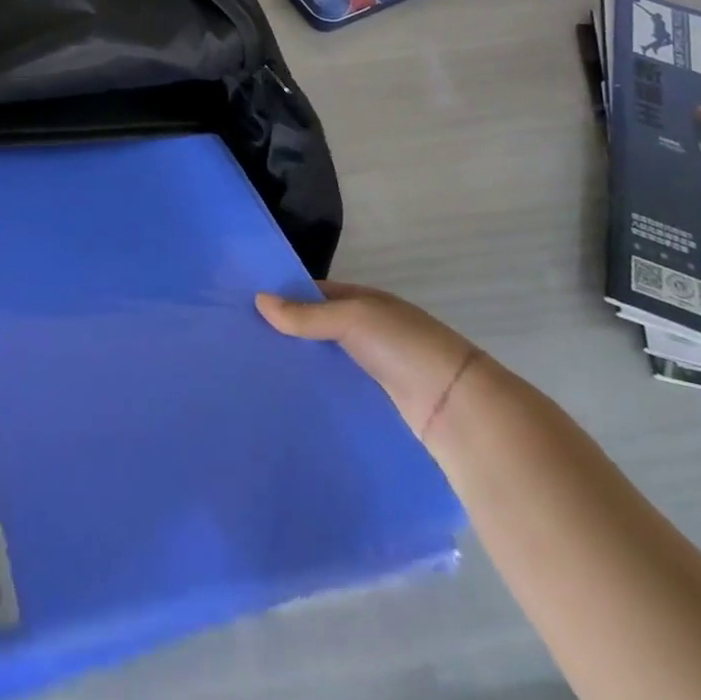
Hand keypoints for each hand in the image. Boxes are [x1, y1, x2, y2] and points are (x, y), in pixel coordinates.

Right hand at [256, 280, 483, 440]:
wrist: (456, 407)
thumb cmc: (404, 346)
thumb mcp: (353, 318)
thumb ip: (307, 314)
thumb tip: (259, 300)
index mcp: (365, 301)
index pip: (316, 292)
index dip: (285, 296)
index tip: (248, 306)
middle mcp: (369, 330)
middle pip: (320, 327)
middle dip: (288, 331)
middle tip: (244, 340)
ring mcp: (374, 367)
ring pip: (327, 359)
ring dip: (301, 363)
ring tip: (256, 369)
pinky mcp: (375, 401)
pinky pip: (338, 387)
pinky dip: (317, 389)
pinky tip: (288, 395)